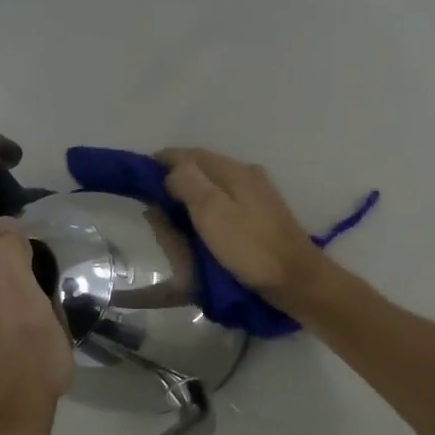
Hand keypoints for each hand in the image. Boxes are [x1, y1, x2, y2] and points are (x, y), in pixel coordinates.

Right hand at [156, 149, 335, 307]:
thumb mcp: (212, 212)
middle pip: (202, 169)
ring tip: (169, 215)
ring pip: (214, 187)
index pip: (189, 154)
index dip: (160, 162)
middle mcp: (247, 175)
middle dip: (174, 179)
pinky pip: (225, 204)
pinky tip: (199, 227)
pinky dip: (206, 210)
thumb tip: (171, 170)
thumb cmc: (251, 247)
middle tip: (151, 200)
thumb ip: (188, 183)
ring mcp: (258, 196)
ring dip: (190, 195)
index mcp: (234, 171)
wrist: (298, 280)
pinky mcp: (263, 218)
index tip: (137, 177)